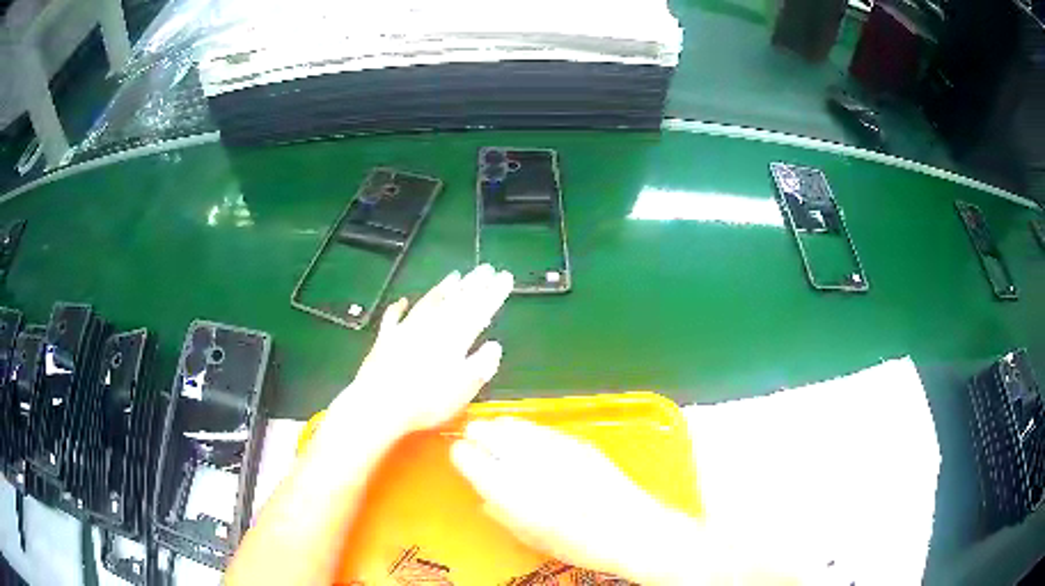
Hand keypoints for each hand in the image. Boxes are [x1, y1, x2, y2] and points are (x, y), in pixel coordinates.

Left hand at [322, 265, 513, 438]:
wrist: (379, 405)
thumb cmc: (427, 402)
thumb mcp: (463, 389)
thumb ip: (481, 365)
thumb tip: (495, 346)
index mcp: (455, 338)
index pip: (479, 310)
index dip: (493, 294)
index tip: (505, 277)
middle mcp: (432, 327)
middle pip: (456, 301)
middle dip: (473, 284)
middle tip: (485, 268)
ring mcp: (407, 330)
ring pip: (429, 302)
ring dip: (443, 289)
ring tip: (455, 275)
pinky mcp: (386, 339)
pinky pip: (394, 317)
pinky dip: (399, 307)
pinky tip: (403, 300)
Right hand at [450, 417, 708, 584]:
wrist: (630, 529)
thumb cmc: (577, 544)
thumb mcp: (529, 536)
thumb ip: (501, 512)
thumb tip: (484, 494)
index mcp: (509, 490)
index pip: (467, 456)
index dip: (461, 455)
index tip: (461, 457)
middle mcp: (527, 461)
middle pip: (487, 430)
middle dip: (477, 435)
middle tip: (476, 444)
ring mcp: (553, 446)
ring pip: (512, 423)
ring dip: (500, 429)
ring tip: (500, 439)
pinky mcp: (576, 441)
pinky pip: (539, 428)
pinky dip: (526, 431)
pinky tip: (530, 442)